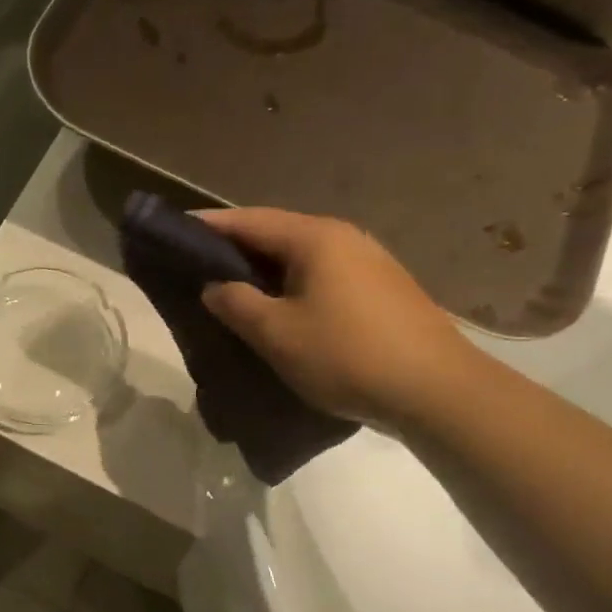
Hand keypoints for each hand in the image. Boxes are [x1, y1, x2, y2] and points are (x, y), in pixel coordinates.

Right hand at [198, 209, 474, 429]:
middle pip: (277, 233)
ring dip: (264, 269)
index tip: (174, 231)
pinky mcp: (382, 290)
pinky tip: (279, 308)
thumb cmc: (346, 355)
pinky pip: (322, 276)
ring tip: (231, 288)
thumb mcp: (276, 333)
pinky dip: (291, 285)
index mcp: (315, 239)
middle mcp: (344, 238)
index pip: (249, 221)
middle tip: (196, 264)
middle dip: (235, 247)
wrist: (437, 391)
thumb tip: (214, 286)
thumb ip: (236, 303)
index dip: (208, 225)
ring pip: (301, 257)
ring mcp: (369, 262)